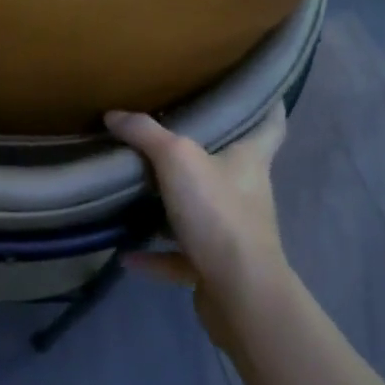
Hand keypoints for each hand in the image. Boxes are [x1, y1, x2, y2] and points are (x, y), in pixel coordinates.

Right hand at [105, 106, 290, 345]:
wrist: (240, 294)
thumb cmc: (219, 212)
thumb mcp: (177, 159)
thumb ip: (145, 133)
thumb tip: (114, 114)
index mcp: (250, 160)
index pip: (270, 125)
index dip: (268, 106)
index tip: (259, 90)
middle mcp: (247, 192)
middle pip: (232, 165)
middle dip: (207, 151)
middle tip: (174, 129)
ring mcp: (233, 233)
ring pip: (203, 211)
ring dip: (177, 205)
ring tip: (141, 190)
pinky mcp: (217, 268)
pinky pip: (180, 256)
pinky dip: (155, 255)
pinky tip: (126, 253)